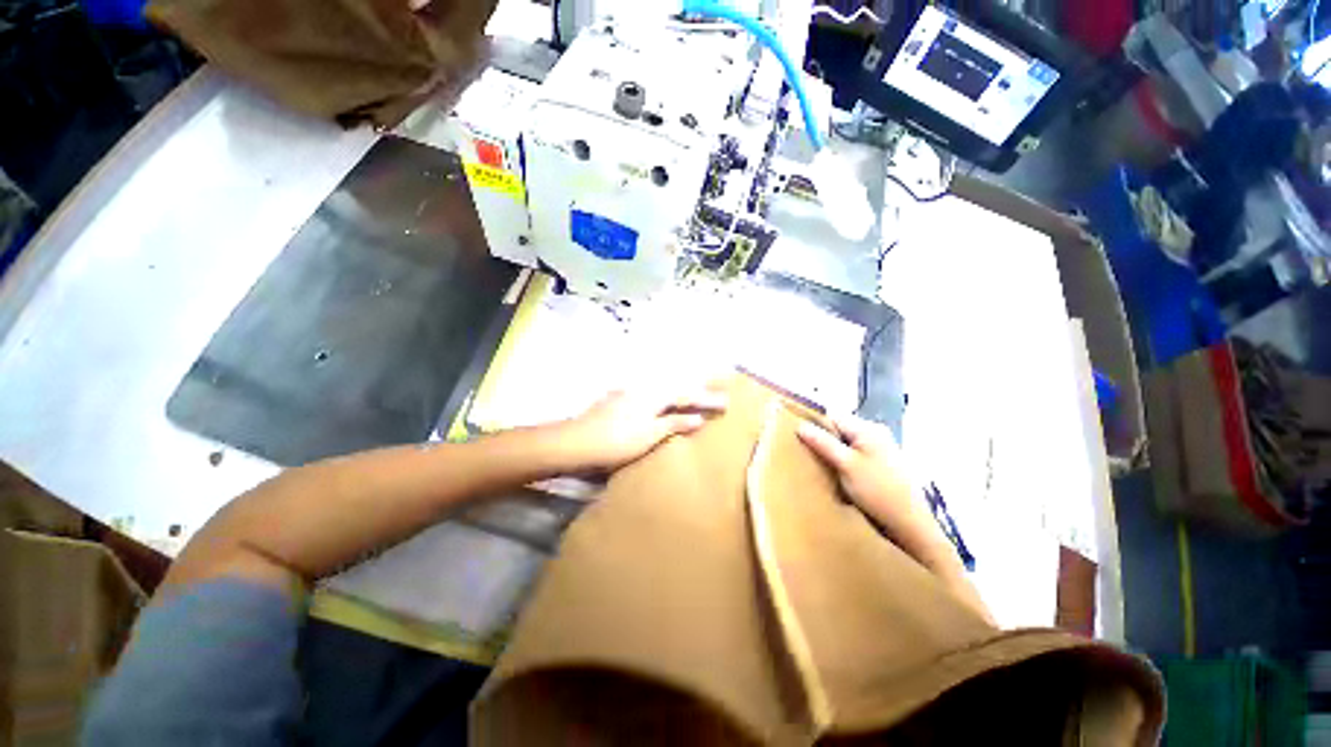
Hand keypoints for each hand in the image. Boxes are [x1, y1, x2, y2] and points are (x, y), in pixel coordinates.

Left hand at [555, 385, 728, 472]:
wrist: (577, 441)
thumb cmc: (617, 441)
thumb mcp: (649, 435)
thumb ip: (674, 424)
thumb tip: (699, 417)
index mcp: (654, 397)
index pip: (687, 396)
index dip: (707, 399)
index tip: (727, 401)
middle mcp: (644, 388)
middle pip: (676, 385)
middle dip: (696, 383)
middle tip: (717, 377)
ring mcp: (629, 392)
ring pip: (661, 386)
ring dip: (679, 385)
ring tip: (693, 384)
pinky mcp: (618, 399)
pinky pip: (648, 391)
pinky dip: (661, 391)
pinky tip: (658, 391)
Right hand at [796, 414, 951, 570]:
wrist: (910, 525)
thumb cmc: (878, 491)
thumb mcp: (846, 465)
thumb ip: (823, 443)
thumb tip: (800, 425)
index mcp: (868, 429)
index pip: (833, 417)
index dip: (815, 426)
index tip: (797, 439)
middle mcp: (875, 434)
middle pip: (839, 430)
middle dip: (822, 441)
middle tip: (806, 455)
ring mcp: (880, 449)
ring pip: (846, 444)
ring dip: (832, 453)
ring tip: (818, 467)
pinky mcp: (881, 465)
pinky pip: (854, 456)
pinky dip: (843, 462)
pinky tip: (836, 476)